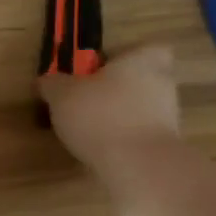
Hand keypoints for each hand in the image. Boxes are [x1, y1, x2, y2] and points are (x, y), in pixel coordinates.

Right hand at [38, 45, 181, 177]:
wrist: (139, 166)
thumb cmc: (101, 115)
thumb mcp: (61, 94)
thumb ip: (52, 84)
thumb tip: (46, 81)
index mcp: (143, 61)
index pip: (146, 49)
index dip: (124, 57)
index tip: (99, 69)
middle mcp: (163, 84)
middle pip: (140, 80)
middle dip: (116, 89)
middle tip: (85, 100)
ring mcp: (169, 117)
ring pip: (140, 108)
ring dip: (117, 115)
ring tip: (86, 129)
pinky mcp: (164, 146)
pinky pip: (139, 134)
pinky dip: (121, 139)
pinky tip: (98, 149)